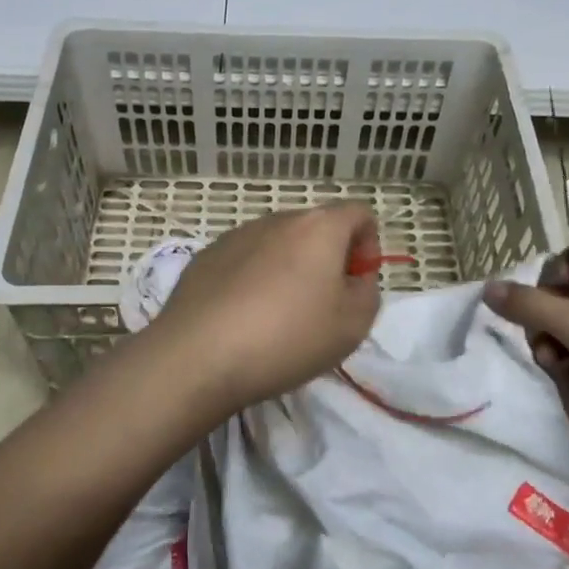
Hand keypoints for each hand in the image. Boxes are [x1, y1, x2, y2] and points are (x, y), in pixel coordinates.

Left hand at [147, 203, 382, 413]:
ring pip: (278, 245)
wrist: (198, 355)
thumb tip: (353, 278)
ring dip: (289, 270)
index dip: (369, 247)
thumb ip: (367, 292)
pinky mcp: (206, 256)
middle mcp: (277, 219)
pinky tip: (242, 319)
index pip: (359, 214)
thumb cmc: (287, 337)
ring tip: (278, 319)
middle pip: (317, 228)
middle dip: (328, 261)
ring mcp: (236, 235)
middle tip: (322, 308)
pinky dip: (253, 281)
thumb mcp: (352, 325)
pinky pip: (245, 261)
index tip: (356, 286)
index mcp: (319, 227)